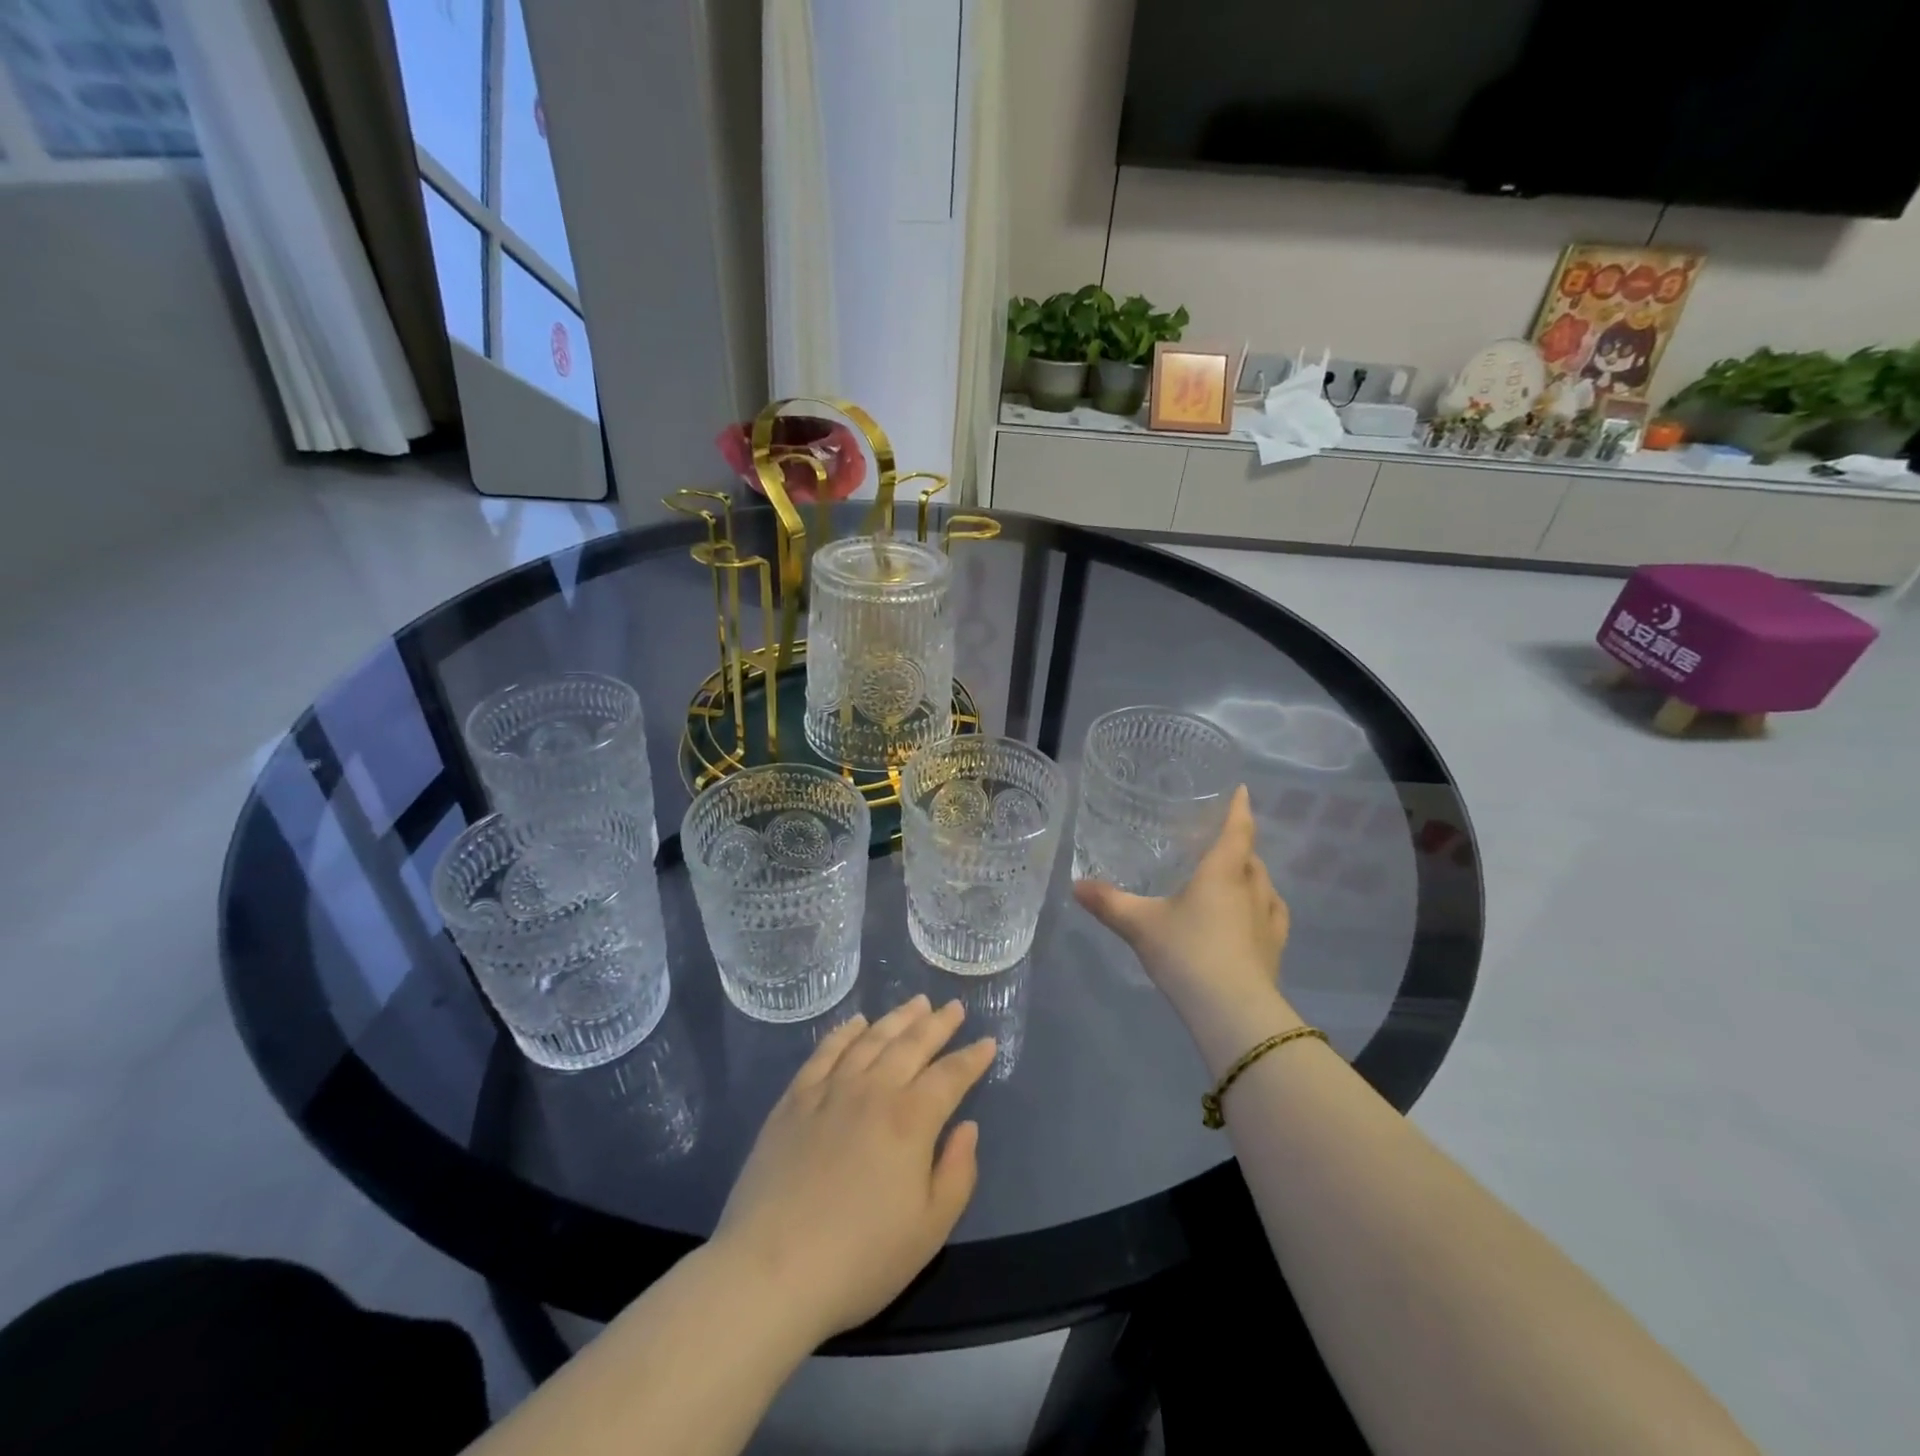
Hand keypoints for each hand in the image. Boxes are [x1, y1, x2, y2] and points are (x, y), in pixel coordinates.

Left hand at [712, 996, 996, 1344]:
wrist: (771, 1272)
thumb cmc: (860, 1259)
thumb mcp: (929, 1230)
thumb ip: (957, 1173)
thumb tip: (967, 1127)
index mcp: (910, 1120)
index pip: (950, 1076)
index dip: (972, 1058)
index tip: (988, 1042)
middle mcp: (873, 1091)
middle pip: (912, 1045)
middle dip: (938, 1024)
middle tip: (954, 1007)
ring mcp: (829, 1091)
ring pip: (871, 1039)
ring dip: (897, 1018)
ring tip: (916, 1003)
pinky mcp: (794, 1101)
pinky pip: (824, 1052)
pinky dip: (844, 1033)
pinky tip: (855, 1023)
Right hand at [1074, 786, 1299, 1070]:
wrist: (1233, 1011)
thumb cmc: (1187, 952)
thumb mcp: (1139, 925)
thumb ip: (1109, 903)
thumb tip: (1075, 885)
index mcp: (1223, 871)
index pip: (1237, 829)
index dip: (1239, 807)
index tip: (1242, 789)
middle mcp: (1252, 888)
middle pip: (1251, 856)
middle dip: (1238, 846)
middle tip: (1217, 842)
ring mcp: (1268, 920)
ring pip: (1265, 885)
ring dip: (1252, 876)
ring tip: (1233, 878)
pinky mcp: (1275, 949)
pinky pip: (1273, 916)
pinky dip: (1263, 907)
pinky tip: (1253, 916)